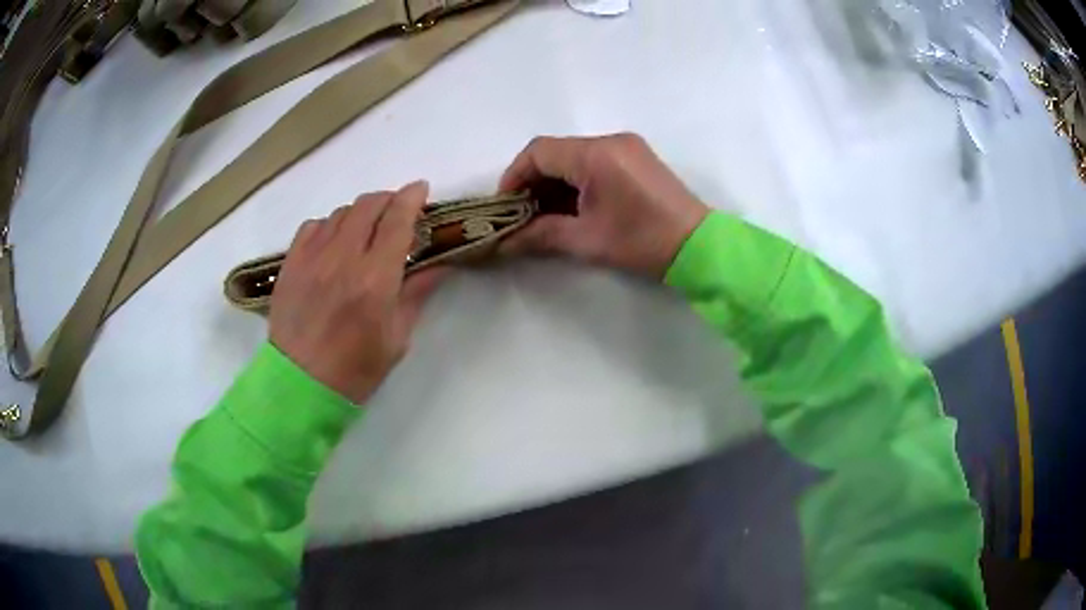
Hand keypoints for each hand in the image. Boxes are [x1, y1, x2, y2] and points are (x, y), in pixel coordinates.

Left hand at [269, 181, 445, 403]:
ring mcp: (312, 258)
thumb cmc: (355, 370)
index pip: (397, 220)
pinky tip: (334, 242)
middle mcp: (343, 259)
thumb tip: (440, 264)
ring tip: (366, 230)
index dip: (412, 198)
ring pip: (341, 213)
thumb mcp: (396, 338)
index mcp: (375, 280)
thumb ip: (417, 293)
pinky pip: (313, 226)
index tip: (421, 189)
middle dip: (389, 199)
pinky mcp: (291, 263)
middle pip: (368, 205)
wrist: (300, 385)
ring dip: (361, 213)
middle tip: (397, 211)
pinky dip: (330, 225)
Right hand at [499, 133, 709, 278]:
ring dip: (555, 182)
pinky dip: (576, 180)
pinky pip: (594, 161)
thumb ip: (541, 235)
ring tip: (546, 215)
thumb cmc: (643, 242)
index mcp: (597, 154)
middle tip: (524, 215)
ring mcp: (627, 146)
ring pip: (574, 156)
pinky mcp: (637, 157)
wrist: (699, 247)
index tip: (506, 206)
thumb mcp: (587, 240)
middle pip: (556, 151)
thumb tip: (504, 243)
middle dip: (534, 182)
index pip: (539, 152)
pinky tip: (573, 206)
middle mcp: (611, 140)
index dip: (514, 176)